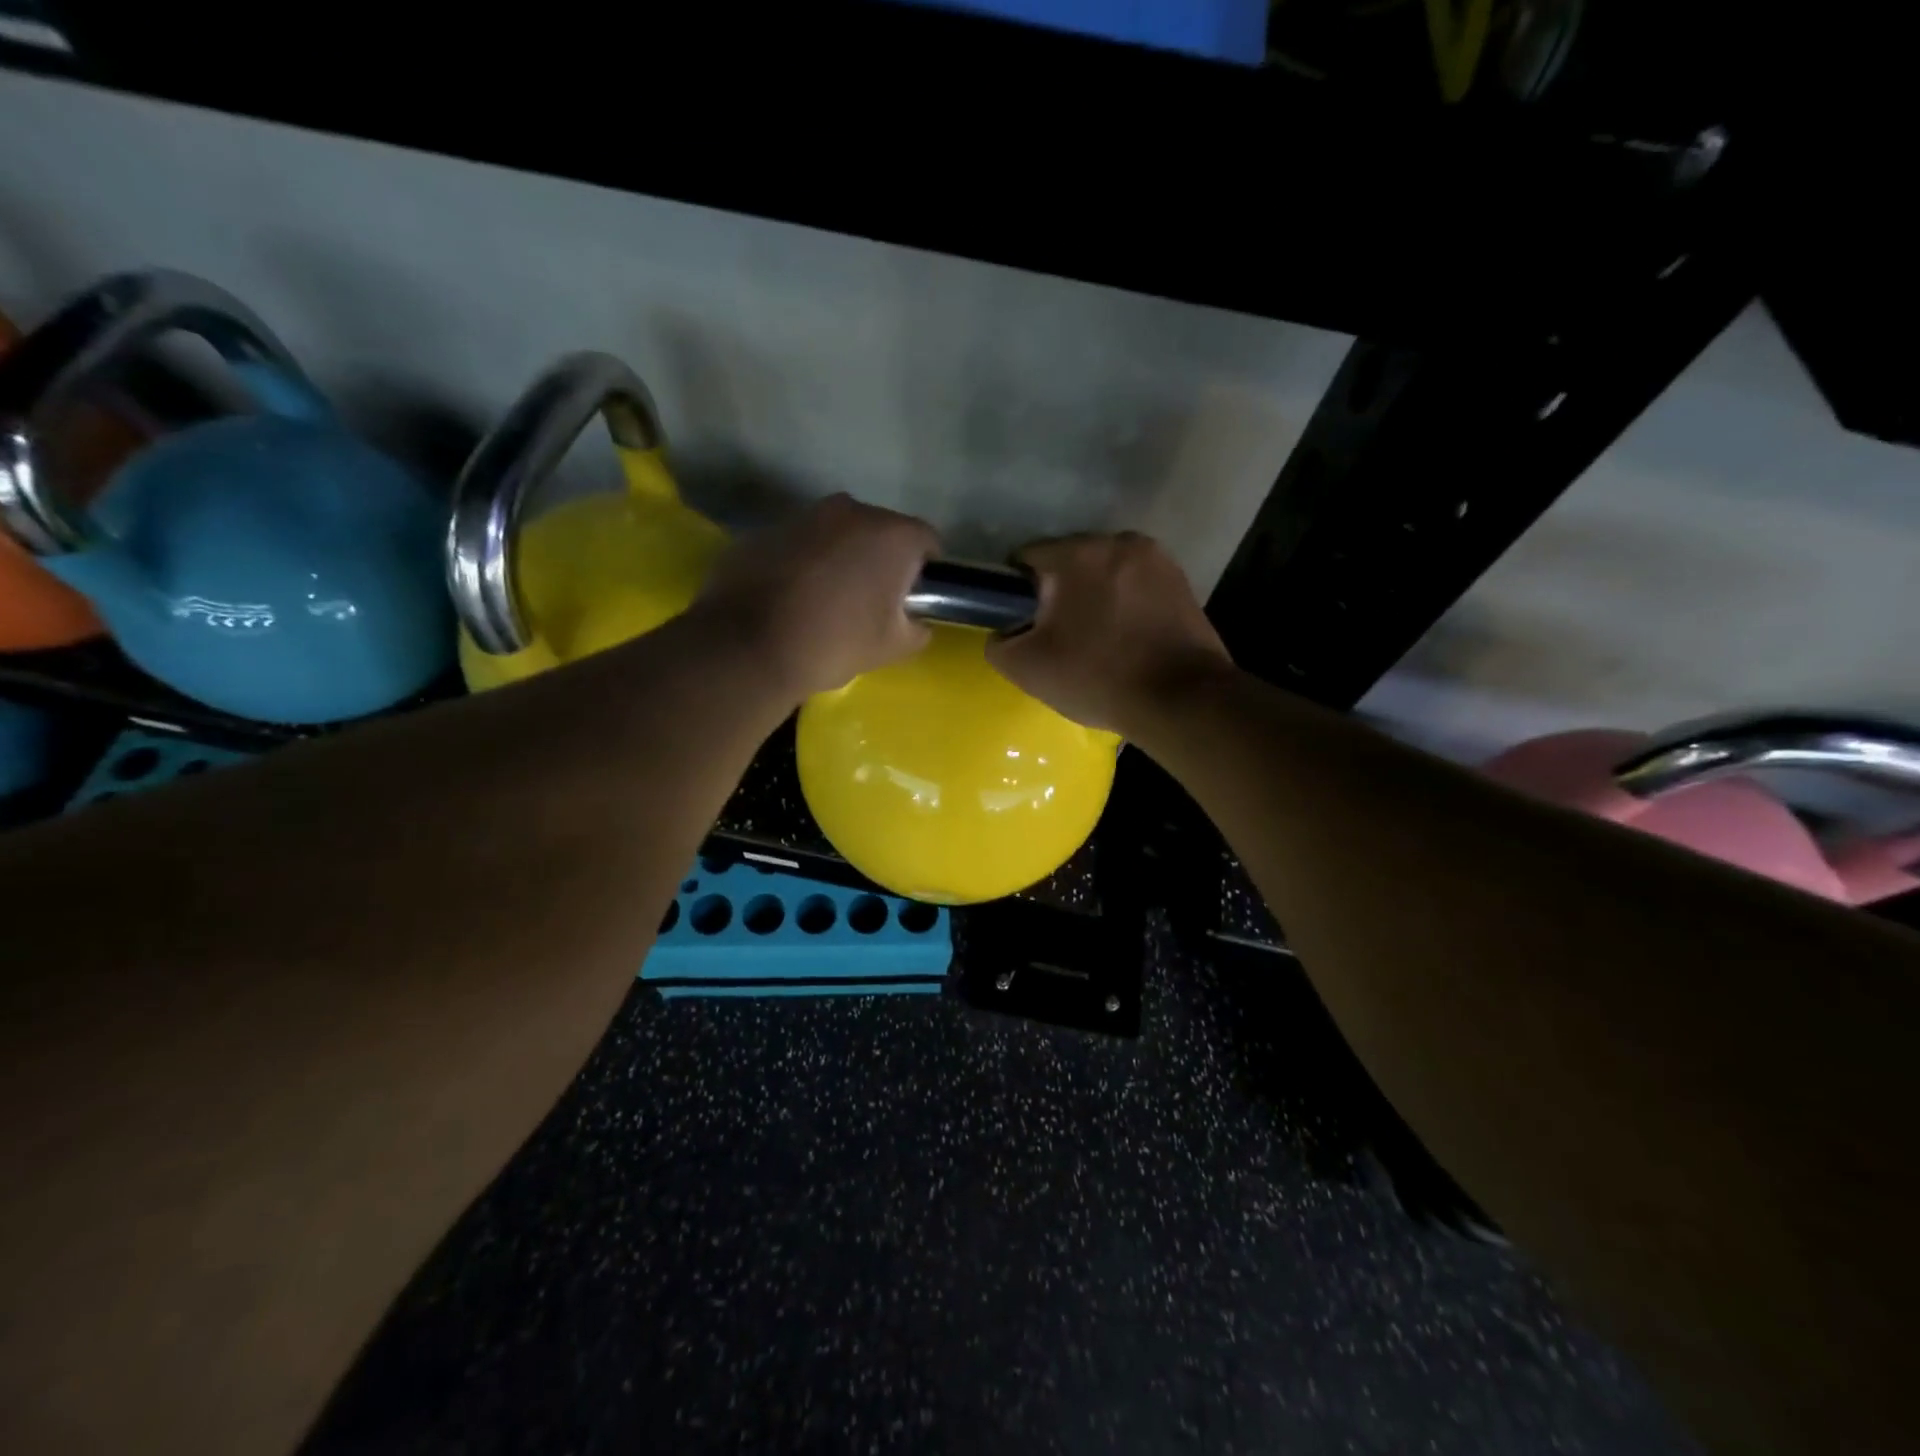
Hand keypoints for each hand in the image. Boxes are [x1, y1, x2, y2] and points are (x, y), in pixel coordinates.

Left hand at [693, 493, 938, 697]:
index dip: (926, 570)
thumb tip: (915, 621)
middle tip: (871, 602)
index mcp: (890, 534)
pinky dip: (803, 563)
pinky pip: (799, 545)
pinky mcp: (764, 530)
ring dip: (840, 558)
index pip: (926, 541)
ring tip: (827, 600)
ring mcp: (802, 516)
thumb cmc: (834, 643)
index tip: (913, 599)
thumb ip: (918, 629)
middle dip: (880, 560)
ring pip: (836, 534)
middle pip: (879, 532)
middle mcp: (850, 510)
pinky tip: (791, 598)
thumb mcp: (893, 648)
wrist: (748, 648)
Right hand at [986, 532, 1232, 733]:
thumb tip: (1004, 631)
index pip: (1026, 559)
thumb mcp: (1027, 668)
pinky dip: (1126, 604)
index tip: (1025, 626)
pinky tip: (1128, 638)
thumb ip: (998, 642)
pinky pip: (1136, 585)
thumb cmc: (1099, 678)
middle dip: (1060, 593)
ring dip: (1095, 596)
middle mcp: (1118, 541)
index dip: (1016, 593)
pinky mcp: (1182, 580)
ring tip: (1098, 639)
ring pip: (1105, 572)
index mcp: (1076, 554)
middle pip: (1069, 562)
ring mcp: (1157, 558)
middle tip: (1061, 638)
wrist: (1182, 700)